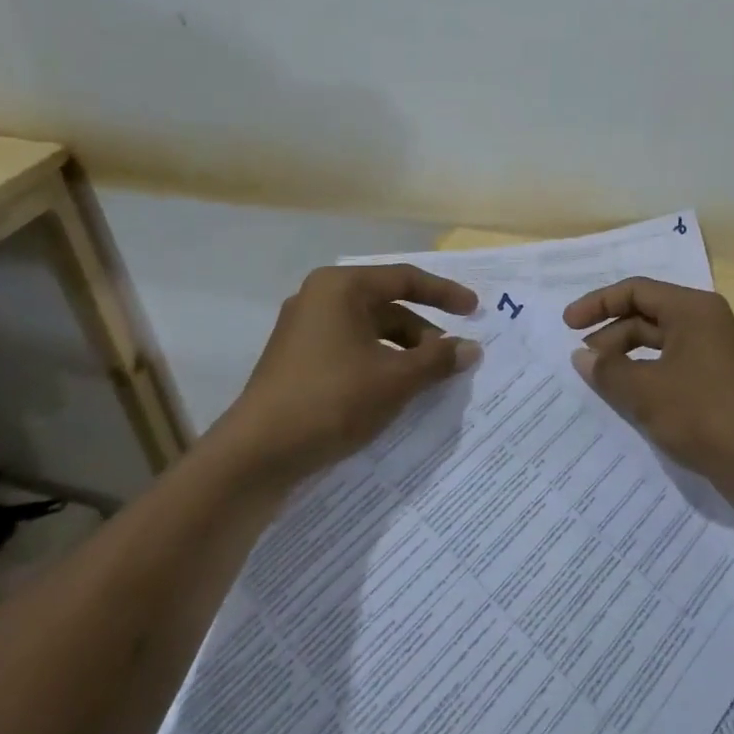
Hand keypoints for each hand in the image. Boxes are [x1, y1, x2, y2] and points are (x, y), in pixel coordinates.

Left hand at [212, 265, 479, 493]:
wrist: (258, 453)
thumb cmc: (332, 400)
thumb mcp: (395, 380)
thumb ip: (437, 360)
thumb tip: (471, 348)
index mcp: (341, 288)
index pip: (404, 279)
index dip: (444, 294)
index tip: (475, 311)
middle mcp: (319, 299)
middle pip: (386, 306)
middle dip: (423, 332)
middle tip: (451, 360)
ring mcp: (303, 330)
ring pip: (369, 332)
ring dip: (403, 353)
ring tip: (427, 382)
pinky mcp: (297, 360)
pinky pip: (350, 351)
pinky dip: (378, 365)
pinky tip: (394, 393)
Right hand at [564, 278, 733, 503]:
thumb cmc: (704, 415)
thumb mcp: (645, 391)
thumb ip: (608, 370)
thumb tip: (581, 357)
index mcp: (692, 310)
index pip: (636, 291)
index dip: (598, 304)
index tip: (568, 326)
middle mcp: (705, 323)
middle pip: (647, 315)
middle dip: (611, 335)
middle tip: (583, 362)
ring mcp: (714, 354)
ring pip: (659, 344)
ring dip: (626, 358)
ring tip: (601, 382)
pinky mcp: (717, 384)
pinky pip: (671, 368)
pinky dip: (646, 377)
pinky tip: (629, 400)